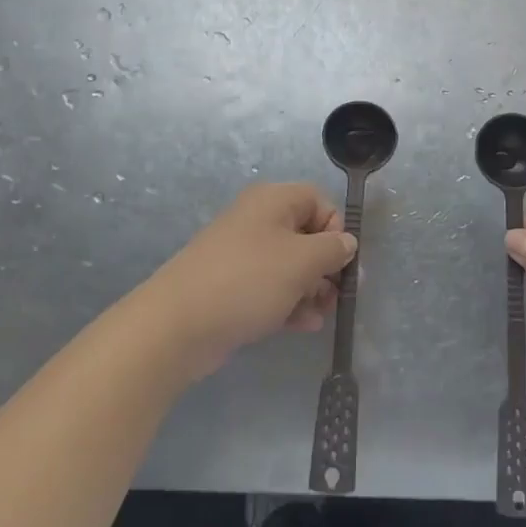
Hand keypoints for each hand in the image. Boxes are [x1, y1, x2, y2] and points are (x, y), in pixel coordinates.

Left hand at [150, 183, 356, 379]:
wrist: (177, 325)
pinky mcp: (232, 286)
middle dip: (326, 265)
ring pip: (289, 265)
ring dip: (311, 289)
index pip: (318, 201)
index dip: (336, 229)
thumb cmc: (248, 280)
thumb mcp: (301, 262)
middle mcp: (257, 220)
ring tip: (320, 315)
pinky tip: (303, 325)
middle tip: (338, 295)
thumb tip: (347, 242)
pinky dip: (289, 302)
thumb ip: (333, 250)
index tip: (343, 261)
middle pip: (306, 234)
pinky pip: (270, 287)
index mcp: (273, 201)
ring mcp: (242, 254)